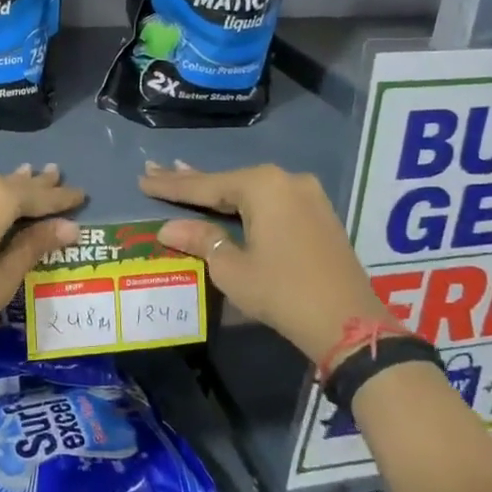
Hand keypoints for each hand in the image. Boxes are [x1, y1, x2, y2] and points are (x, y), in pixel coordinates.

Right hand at [141, 161, 393, 368]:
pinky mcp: (319, 214)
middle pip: (228, 181)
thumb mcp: (232, 269)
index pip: (205, 186)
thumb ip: (200, 240)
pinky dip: (245, 201)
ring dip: (218, 190)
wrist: (348, 322)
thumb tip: (168, 228)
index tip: (143, 177)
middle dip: (191, 180)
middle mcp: (286, 180)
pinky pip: (271, 200)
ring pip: (251, 190)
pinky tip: (228, 198)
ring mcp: (307, 195)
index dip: (171, 186)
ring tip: (183, 177)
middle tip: (156, 169)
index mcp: (263, 186)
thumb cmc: (282, 291)